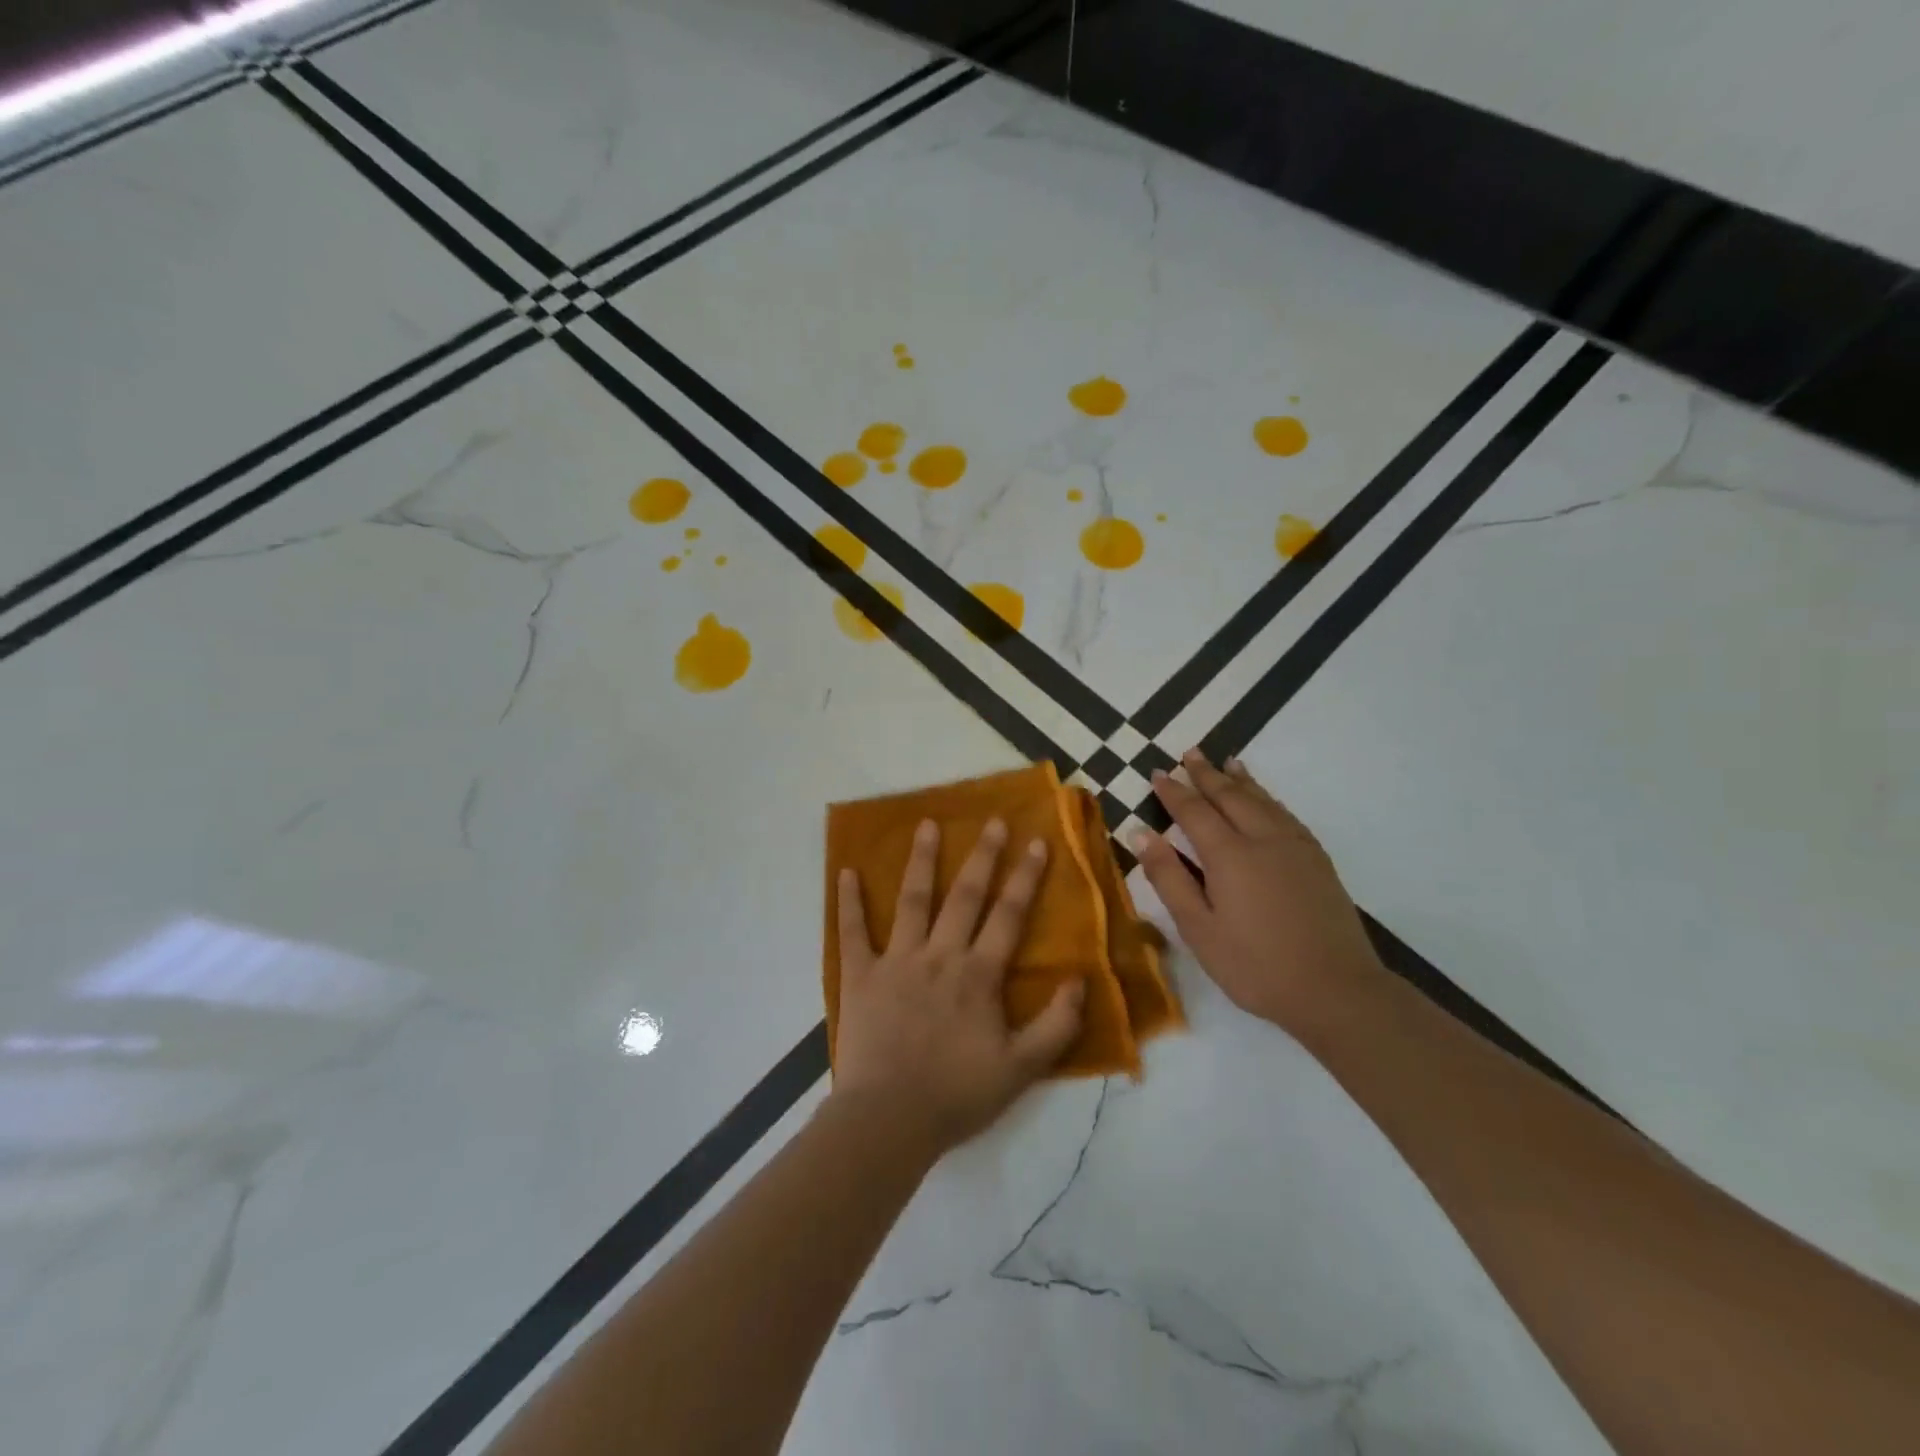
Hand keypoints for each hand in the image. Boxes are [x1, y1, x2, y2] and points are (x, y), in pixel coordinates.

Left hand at [833, 818, 1085, 1153]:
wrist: (889, 1120)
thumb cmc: (957, 1095)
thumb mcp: (1023, 1069)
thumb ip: (1057, 1024)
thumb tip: (1081, 979)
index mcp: (978, 974)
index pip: (1008, 915)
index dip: (1025, 877)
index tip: (1037, 842)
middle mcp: (940, 955)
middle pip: (965, 896)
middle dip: (983, 855)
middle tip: (993, 820)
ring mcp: (897, 961)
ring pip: (913, 900)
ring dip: (922, 860)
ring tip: (927, 824)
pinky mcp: (860, 975)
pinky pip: (852, 932)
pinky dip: (849, 902)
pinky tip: (846, 871)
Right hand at [1132, 751, 1388, 1036]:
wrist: (1336, 990)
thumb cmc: (1255, 965)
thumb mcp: (1198, 929)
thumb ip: (1169, 878)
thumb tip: (1140, 834)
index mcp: (1229, 855)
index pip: (1194, 811)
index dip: (1174, 792)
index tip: (1158, 773)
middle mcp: (1262, 839)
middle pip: (1230, 796)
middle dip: (1207, 774)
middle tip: (1190, 753)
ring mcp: (1295, 847)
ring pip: (1262, 800)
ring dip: (1240, 780)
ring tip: (1227, 762)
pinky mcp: (1317, 860)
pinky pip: (1286, 814)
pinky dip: (1269, 797)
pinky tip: (1266, 800)